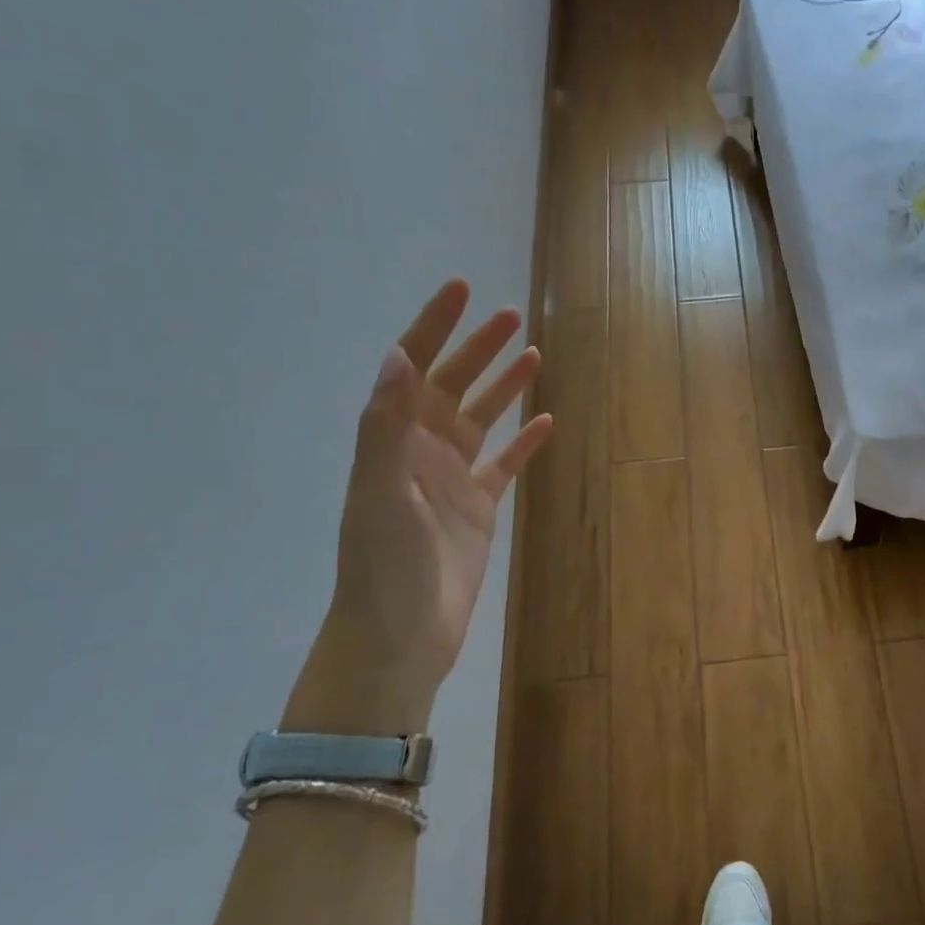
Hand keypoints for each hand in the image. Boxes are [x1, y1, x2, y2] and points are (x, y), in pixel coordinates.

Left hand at [283, 280, 552, 735]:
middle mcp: (422, 450)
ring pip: (482, 419)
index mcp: (394, 439)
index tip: (461, 289)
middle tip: (511, 316)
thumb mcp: (379, 490)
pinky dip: (524, 441)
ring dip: (505, 386)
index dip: (435, 326)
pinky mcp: (478, 508)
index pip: (414, 368)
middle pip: (453, 385)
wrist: (399, 635)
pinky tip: (545, 421)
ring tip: (534, 354)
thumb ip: (387, 425)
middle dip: (479, 348)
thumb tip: (399, 356)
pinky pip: (505, 464)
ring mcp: (452, 478)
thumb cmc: (384, 563)